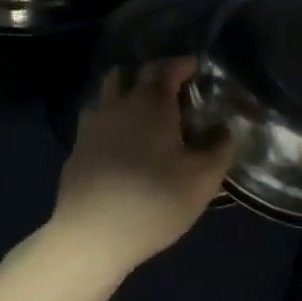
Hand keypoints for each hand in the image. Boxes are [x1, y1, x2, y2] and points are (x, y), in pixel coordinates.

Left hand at [52, 58, 234, 275]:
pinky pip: (96, 121)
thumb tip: (225, 129)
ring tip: (143, 110)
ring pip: (108, 93)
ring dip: (126, 92)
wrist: (92, 236)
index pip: (168, 69)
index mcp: (152, 103)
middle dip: (155, 75)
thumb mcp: (203, 178)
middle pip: (134, 74)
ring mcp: (92, 126)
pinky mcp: (76, 150)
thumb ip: (220, 148)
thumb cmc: (154, 200)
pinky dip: (111, 120)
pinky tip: (120, 142)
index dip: (184, 65)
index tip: (197, 68)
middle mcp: (119, 104)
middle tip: (174, 89)